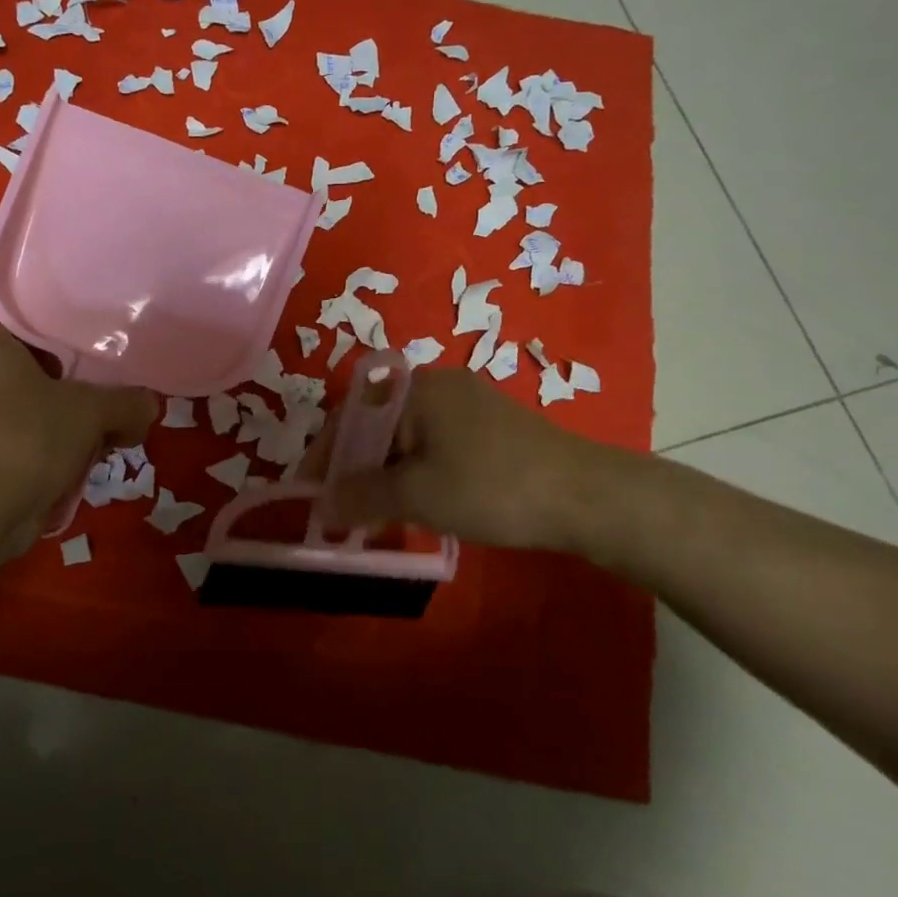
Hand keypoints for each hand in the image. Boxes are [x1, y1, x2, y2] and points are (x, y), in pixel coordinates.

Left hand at [0, 323, 156, 553]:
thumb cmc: (29, 437)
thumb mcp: (92, 410)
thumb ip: (128, 402)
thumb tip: (150, 406)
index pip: (41, 328)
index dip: (77, 339)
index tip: (108, 353)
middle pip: (51, 374)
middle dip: (87, 391)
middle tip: (123, 398)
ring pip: (48, 413)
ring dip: (79, 427)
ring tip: (116, 433)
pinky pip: (40, 445)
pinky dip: (63, 454)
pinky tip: (92, 463)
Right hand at [326, 366, 620, 551]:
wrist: (588, 497)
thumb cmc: (491, 487)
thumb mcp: (417, 495)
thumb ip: (361, 497)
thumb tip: (322, 506)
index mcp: (417, 389)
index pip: (350, 415)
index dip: (324, 455)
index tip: (309, 491)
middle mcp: (440, 386)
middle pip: (378, 424)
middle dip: (354, 466)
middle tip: (341, 507)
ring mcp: (470, 404)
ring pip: (407, 437)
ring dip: (384, 472)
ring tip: (374, 511)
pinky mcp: (492, 428)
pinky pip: (436, 444)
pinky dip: (415, 471)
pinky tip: (418, 501)